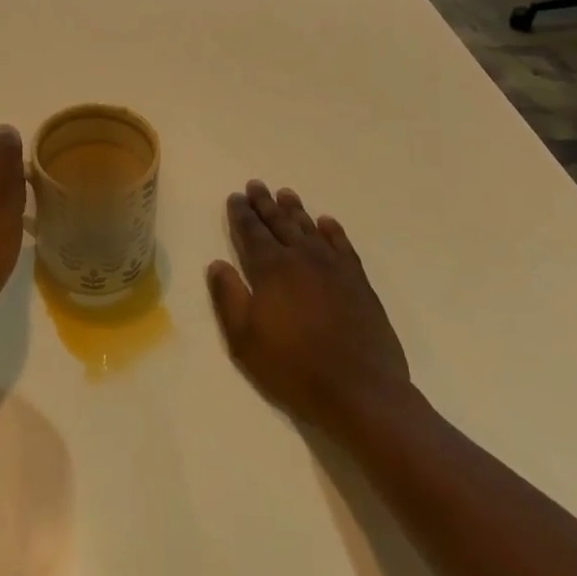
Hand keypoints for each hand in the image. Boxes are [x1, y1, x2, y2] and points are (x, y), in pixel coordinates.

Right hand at [206, 181, 413, 439]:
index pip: (251, 232)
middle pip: (279, 223)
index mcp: (271, 269)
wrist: (359, 390)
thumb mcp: (244, 339)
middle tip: (256, 185)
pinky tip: (326, 222)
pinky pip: (342, 245)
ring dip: (295, 210)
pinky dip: (332, 230)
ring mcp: (333, 267)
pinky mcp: (358, 281)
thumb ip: (228, 297)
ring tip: (285, 194)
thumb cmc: (293, 367)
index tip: (235, 197)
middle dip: (265, 203)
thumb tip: (217, 264)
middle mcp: (301, 257)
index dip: (241, 213)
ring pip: (309, 228)